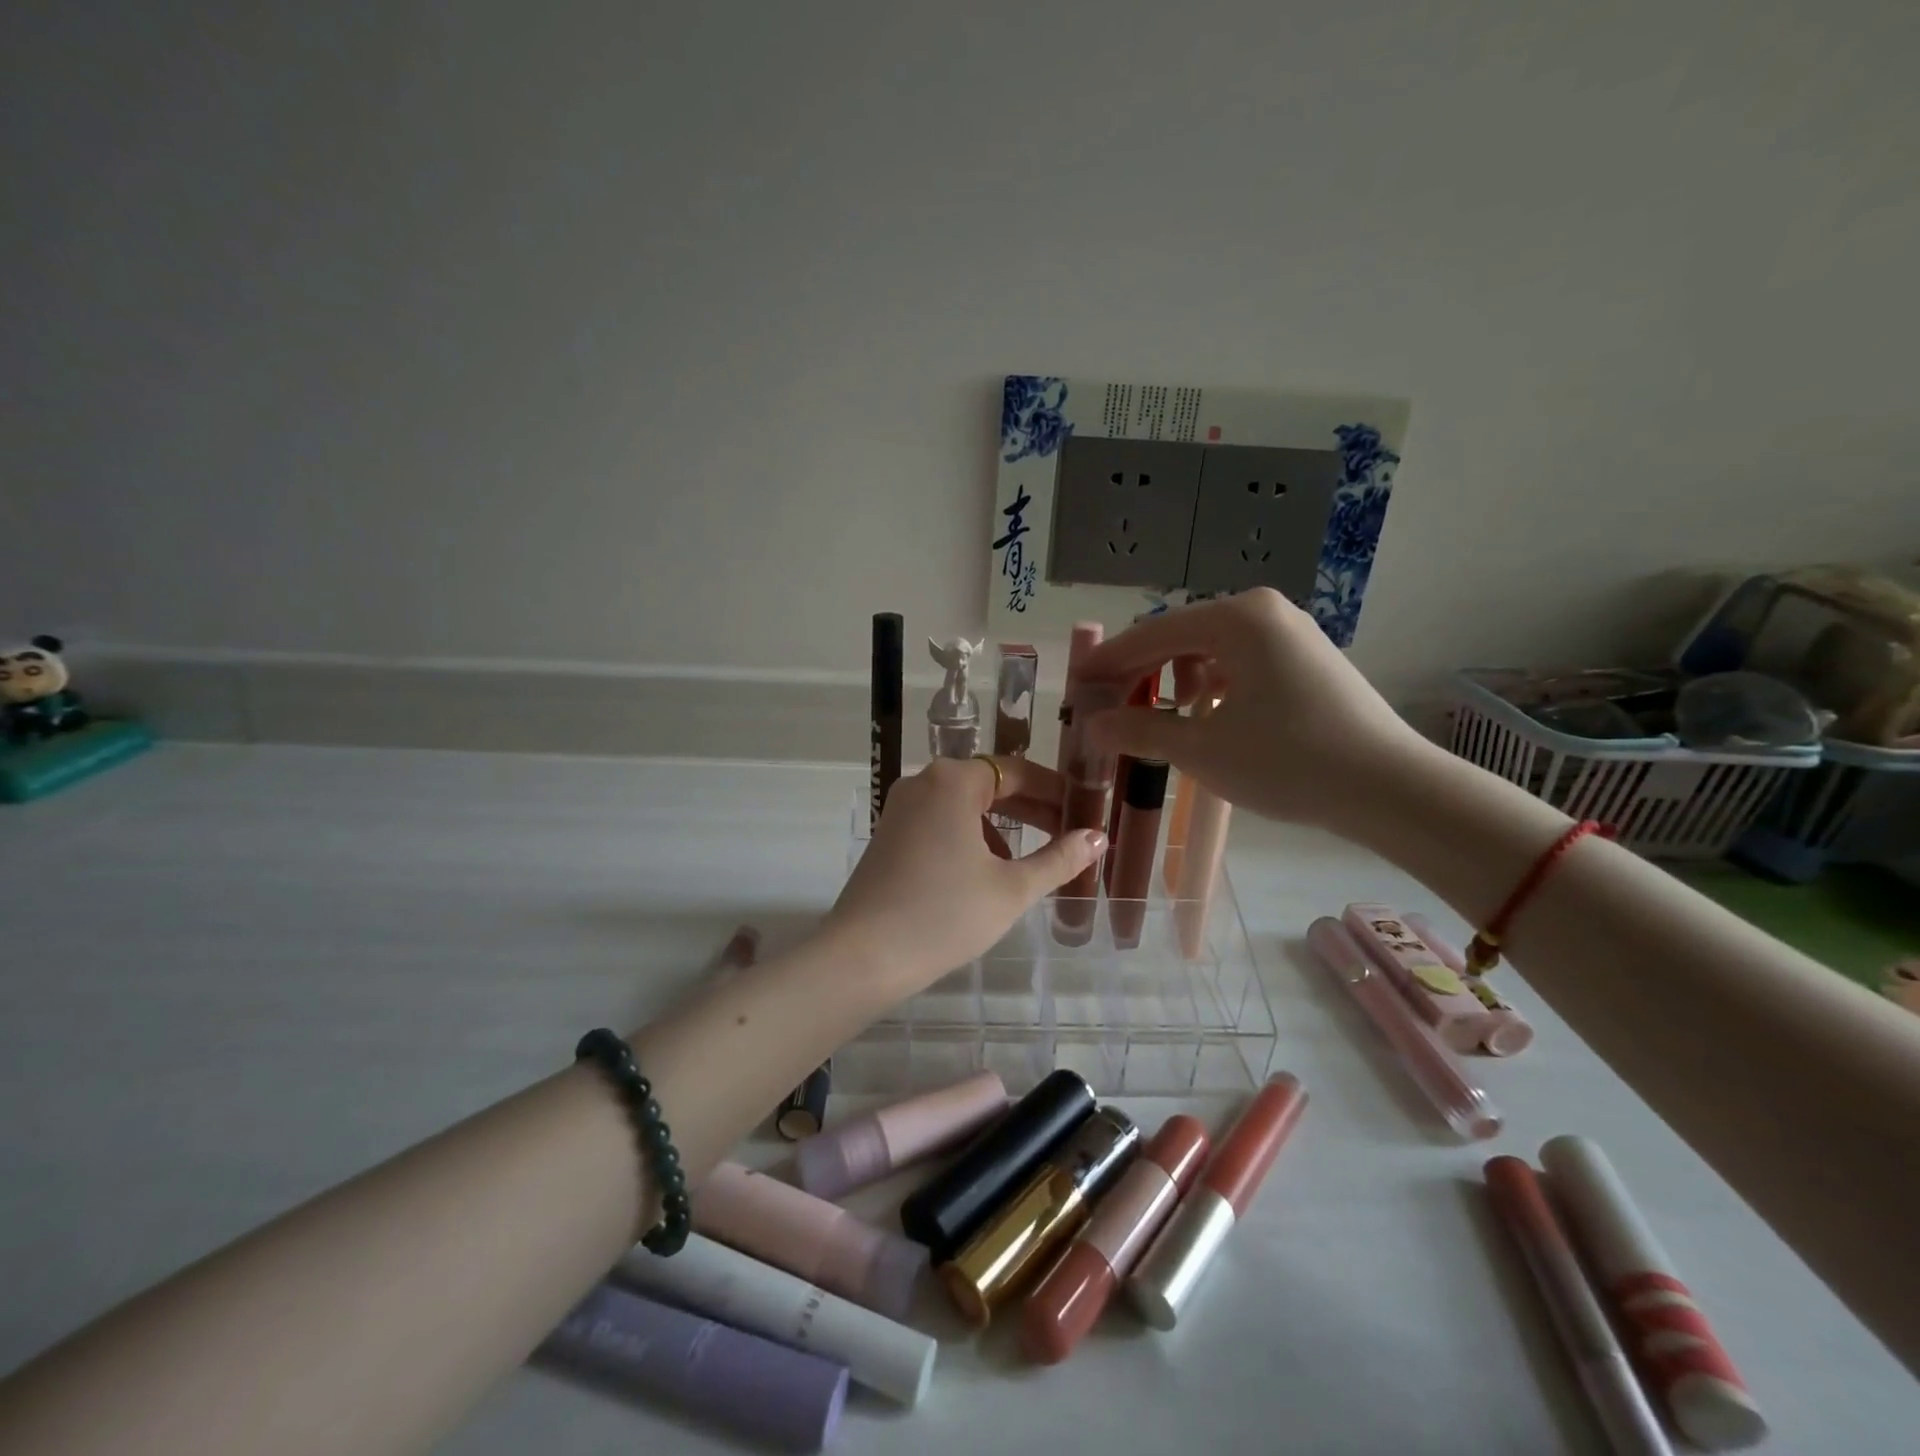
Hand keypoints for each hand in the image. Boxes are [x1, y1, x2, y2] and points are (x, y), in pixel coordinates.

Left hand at [824, 756, 1105, 994]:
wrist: (863, 957)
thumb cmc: (944, 916)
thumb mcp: (1011, 888)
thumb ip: (1059, 859)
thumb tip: (1097, 837)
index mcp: (953, 781)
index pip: (1019, 772)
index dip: (1057, 791)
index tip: (1087, 811)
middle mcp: (924, 782)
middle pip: (991, 785)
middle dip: (1033, 809)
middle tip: (1071, 834)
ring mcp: (902, 808)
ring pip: (966, 806)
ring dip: (1004, 826)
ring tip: (1035, 859)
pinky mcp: (890, 834)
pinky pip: (942, 822)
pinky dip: (973, 838)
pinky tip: (989, 872)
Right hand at [1079, 589, 1432, 833]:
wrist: (1390, 788)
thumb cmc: (1287, 761)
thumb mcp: (1201, 748)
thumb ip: (1139, 730)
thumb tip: (1092, 726)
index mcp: (1236, 618)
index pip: (1151, 634)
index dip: (1109, 663)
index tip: (1076, 687)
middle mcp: (1262, 611)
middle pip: (1179, 636)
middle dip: (1141, 673)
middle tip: (1110, 709)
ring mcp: (1290, 632)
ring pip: (1209, 649)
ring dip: (1174, 681)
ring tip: (1164, 719)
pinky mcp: (1306, 658)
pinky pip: (1240, 662)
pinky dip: (1211, 686)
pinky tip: (1207, 718)